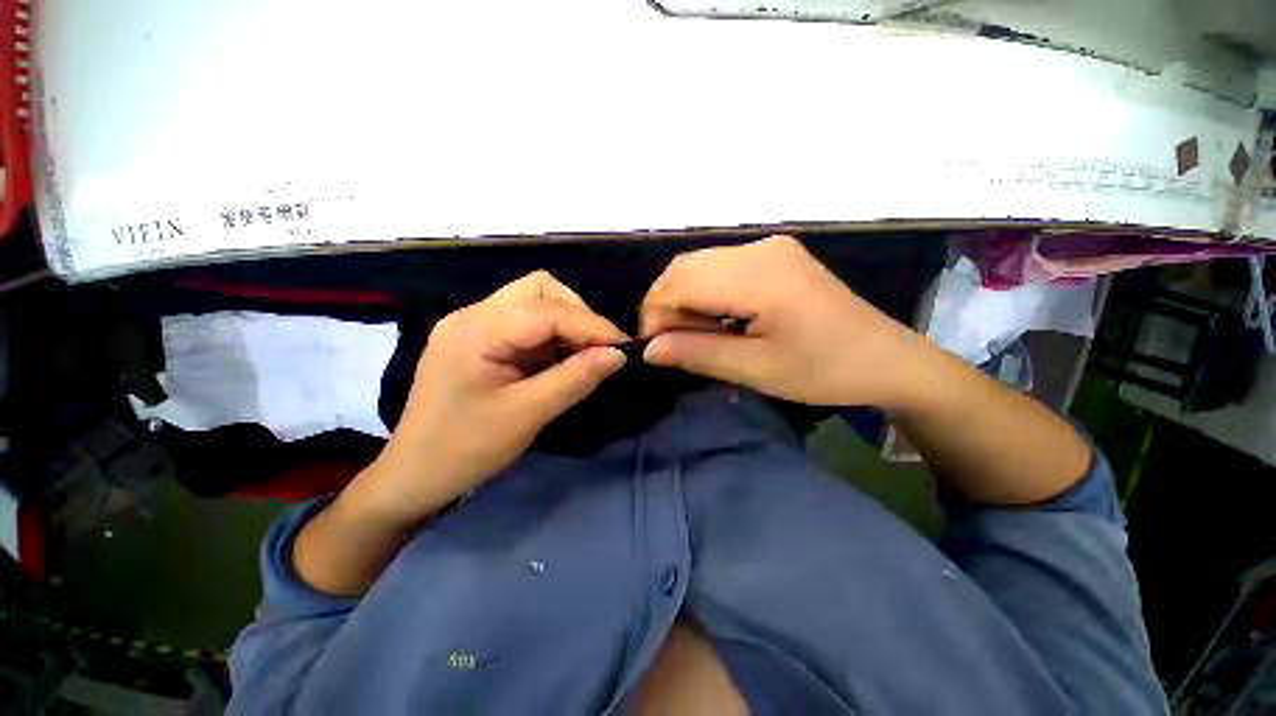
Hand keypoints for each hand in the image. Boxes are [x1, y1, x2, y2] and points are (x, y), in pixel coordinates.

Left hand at [357, 271, 627, 521]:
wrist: (414, 476)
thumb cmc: (465, 450)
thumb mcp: (527, 415)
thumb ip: (575, 379)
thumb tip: (619, 355)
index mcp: (477, 330)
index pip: (547, 310)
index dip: (592, 325)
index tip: (624, 348)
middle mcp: (474, 314)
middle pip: (540, 290)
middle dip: (578, 315)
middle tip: (599, 350)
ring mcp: (475, 324)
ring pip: (536, 301)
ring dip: (567, 323)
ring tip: (584, 355)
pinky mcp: (481, 339)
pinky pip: (527, 322)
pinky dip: (553, 336)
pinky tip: (562, 359)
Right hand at [640, 235, 923, 407]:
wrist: (887, 359)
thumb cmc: (824, 371)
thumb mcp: (755, 369)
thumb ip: (696, 354)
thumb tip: (648, 350)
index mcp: (758, 274)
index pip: (679, 282)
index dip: (656, 315)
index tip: (657, 350)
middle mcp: (759, 248)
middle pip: (685, 267)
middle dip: (667, 307)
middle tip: (676, 346)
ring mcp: (769, 248)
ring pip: (699, 266)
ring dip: (685, 301)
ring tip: (700, 336)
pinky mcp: (775, 256)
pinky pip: (720, 268)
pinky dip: (705, 294)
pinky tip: (719, 320)